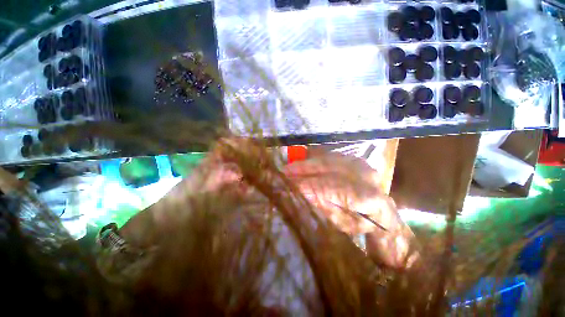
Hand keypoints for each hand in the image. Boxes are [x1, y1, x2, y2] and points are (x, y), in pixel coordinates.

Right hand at [284, 153, 416, 268]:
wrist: (381, 211)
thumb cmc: (359, 223)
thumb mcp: (339, 222)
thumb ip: (321, 205)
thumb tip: (300, 192)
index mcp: (367, 197)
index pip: (331, 187)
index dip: (309, 185)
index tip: (289, 185)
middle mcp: (365, 175)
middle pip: (328, 167)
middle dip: (303, 169)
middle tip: (284, 171)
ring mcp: (360, 164)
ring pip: (327, 159)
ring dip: (306, 162)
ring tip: (290, 167)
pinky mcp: (354, 158)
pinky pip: (330, 155)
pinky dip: (314, 158)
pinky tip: (301, 162)